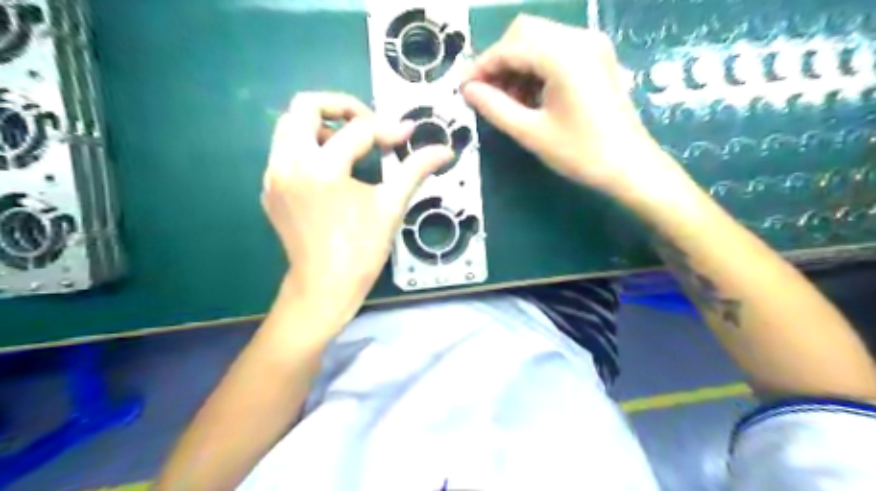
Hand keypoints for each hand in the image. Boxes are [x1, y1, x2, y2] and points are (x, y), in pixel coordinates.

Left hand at [259, 92, 451, 311]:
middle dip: (341, 106)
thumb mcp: (391, 205)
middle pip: (305, 106)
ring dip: (321, 126)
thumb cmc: (361, 249)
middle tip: (368, 124)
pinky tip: (331, 170)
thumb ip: (415, 170)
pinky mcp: (270, 189)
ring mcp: (274, 176)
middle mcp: (289, 163)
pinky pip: (284, 152)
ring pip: (289, 126)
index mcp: (322, 168)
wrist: (324, 287)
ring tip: (349, 146)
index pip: (357, 130)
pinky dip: (308, 148)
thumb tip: (445, 150)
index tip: (406, 135)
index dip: (387, 129)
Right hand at [464, 16, 674, 199]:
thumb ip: (495, 107)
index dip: (482, 66)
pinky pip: (556, 50)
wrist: (629, 166)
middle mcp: (579, 38)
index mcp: (563, 55)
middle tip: (486, 94)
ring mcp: (592, 45)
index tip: (464, 89)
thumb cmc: (580, 152)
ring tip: (506, 100)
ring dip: (517, 64)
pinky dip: (536, 67)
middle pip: (524, 32)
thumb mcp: (530, 132)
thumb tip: (468, 91)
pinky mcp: (597, 57)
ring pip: (539, 39)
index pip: (509, 47)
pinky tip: (529, 95)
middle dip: (499, 61)